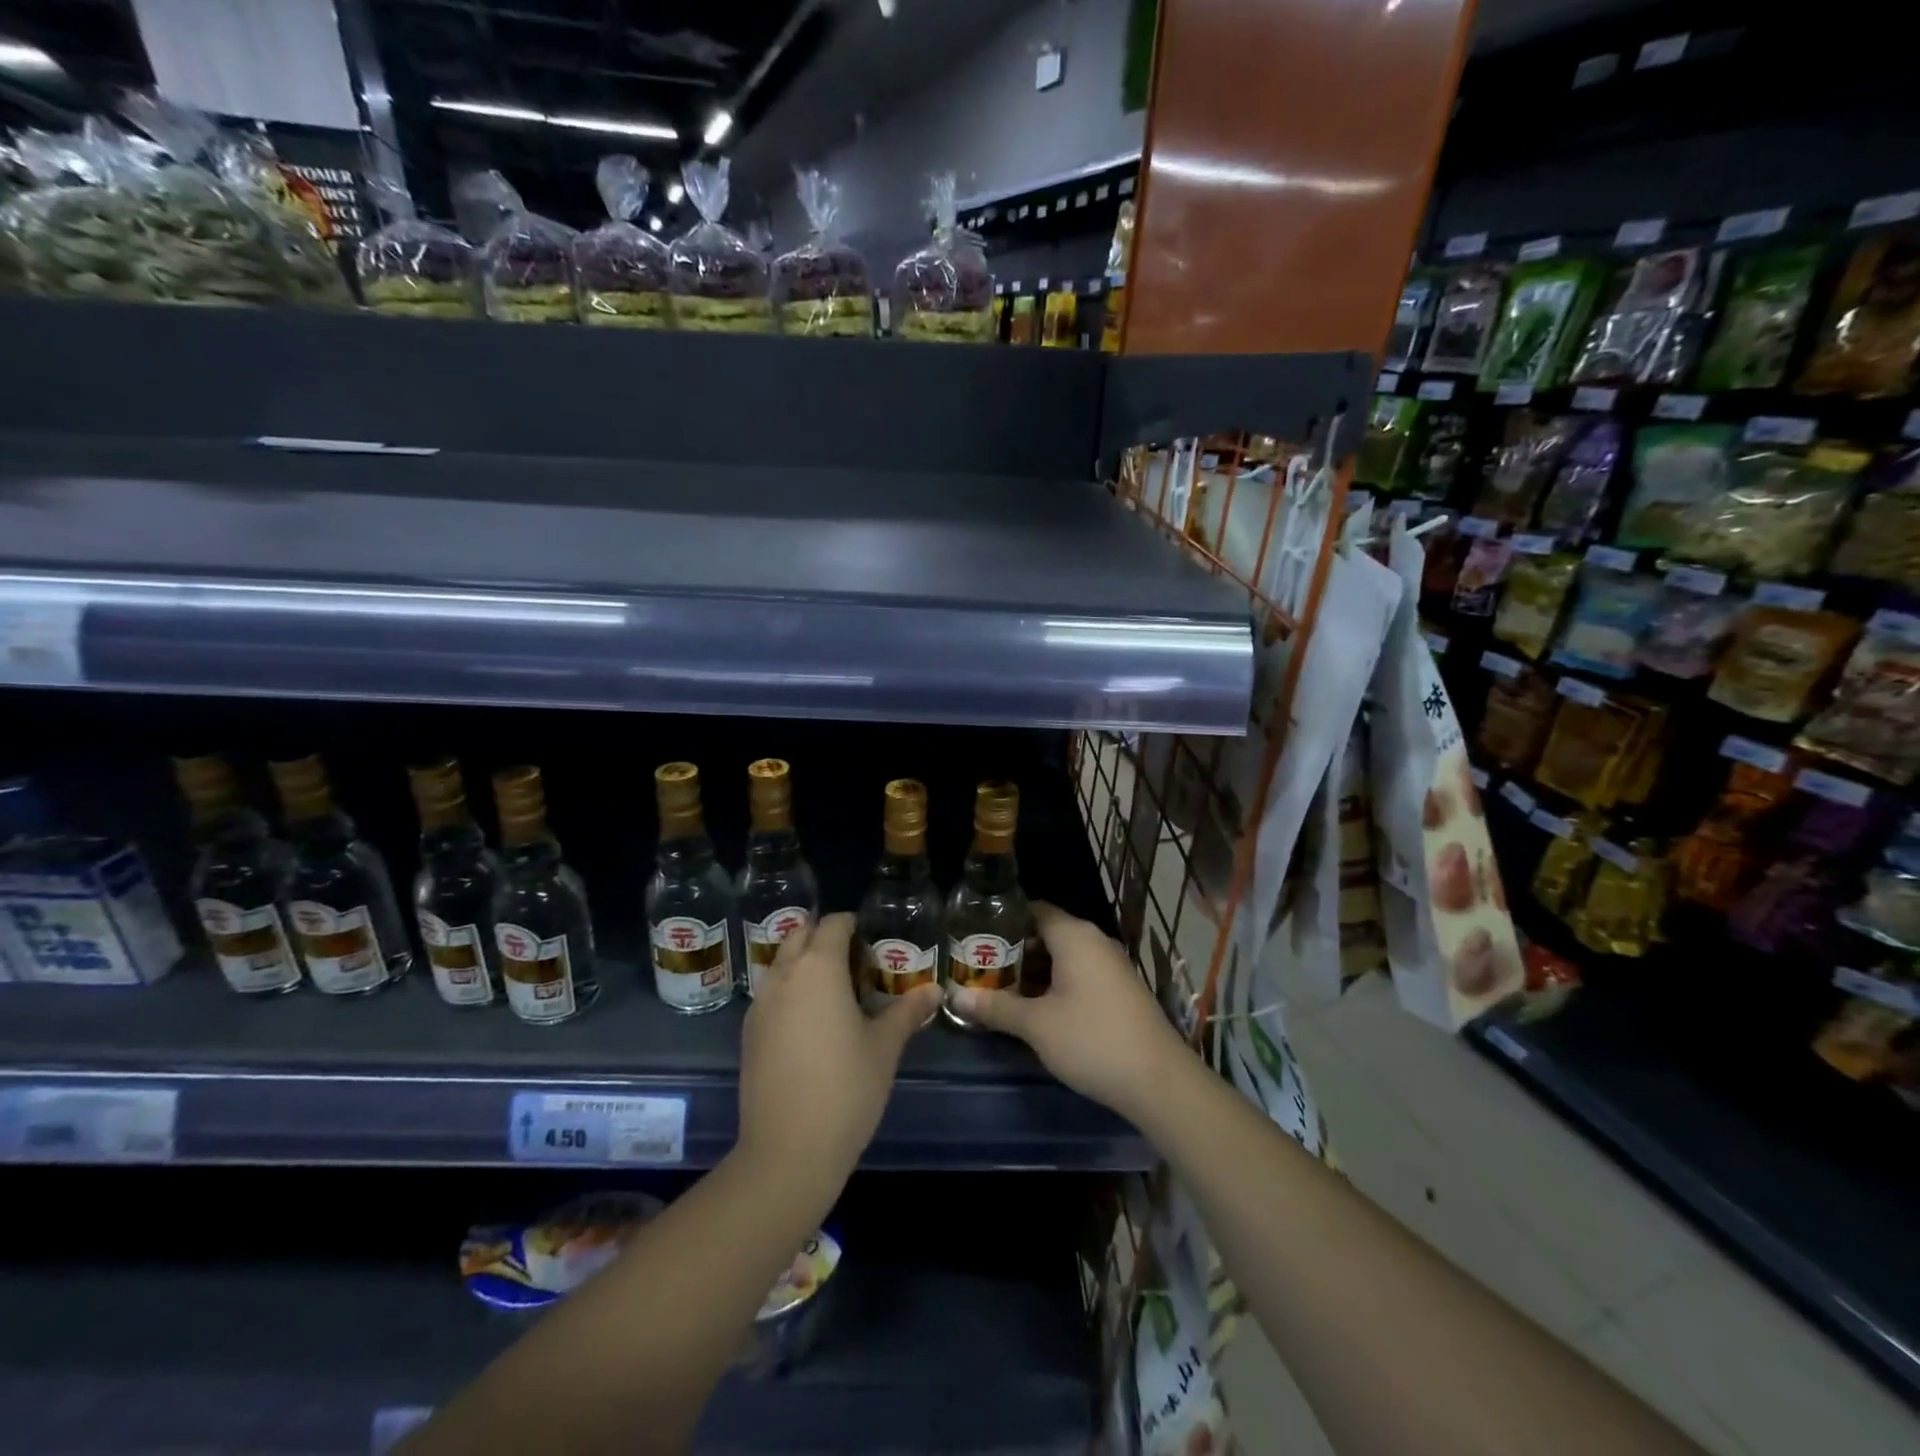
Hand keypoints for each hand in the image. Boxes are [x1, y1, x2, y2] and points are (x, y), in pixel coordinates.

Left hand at [738, 912, 940, 1192]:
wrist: (787, 1151)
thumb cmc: (846, 1088)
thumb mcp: (885, 1048)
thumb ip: (907, 1011)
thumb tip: (934, 990)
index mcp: (819, 968)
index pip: (834, 924)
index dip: (853, 924)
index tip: (873, 938)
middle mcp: (784, 975)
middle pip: (800, 934)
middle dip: (824, 936)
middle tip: (855, 958)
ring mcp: (760, 1004)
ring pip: (781, 962)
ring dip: (804, 962)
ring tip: (834, 988)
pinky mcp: (749, 1033)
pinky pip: (771, 993)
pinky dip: (790, 989)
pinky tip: (811, 1020)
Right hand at [949, 902, 1187, 1124]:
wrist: (1159, 1081)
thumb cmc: (1092, 1040)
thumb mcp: (1036, 1025)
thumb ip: (995, 1006)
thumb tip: (954, 995)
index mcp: (1074, 935)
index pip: (1032, 910)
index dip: (1001, 920)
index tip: (972, 935)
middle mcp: (1094, 941)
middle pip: (1046, 933)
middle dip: (1012, 950)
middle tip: (977, 966)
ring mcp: (1110, 966)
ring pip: (1062, 957)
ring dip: (1032, 971)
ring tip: (997, 988)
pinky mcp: (1118, 990)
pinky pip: (1078, 974)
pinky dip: (1053, 984)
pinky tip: (1033, 1007)